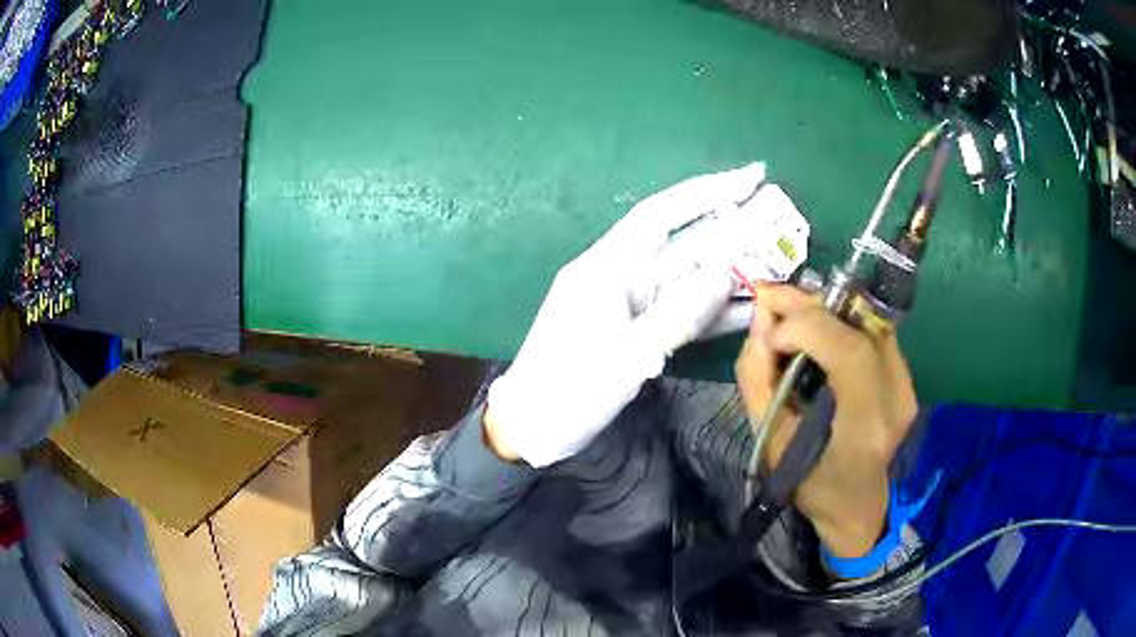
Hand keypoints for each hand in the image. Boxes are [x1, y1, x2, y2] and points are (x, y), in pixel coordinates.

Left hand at [487, 163, 770, 466]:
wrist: (533, 427)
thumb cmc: (570, 389)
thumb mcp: (627, 353)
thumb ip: (681, 312)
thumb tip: (725, 274)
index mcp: (608, 266)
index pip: (663, 213)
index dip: (708, 191)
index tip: (750, 177)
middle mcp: (622, 276)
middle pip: (684, 245)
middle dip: (731, 233)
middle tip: (781, 227)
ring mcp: (632, 305)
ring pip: (689, 280)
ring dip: (729, 274)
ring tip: (778, 267)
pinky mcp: (639, 331)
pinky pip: (682, 313)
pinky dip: (713, 311)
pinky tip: (748, 309)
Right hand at [735, 285, 917, 557]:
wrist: (857, 504)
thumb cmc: (809, 483)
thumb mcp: (769, 441)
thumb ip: (758, 377)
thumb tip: (761, 318)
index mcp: (863, 429)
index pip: (851, 353)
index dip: (808, 328)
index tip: (771, 336)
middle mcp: (896, 400)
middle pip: (860, 327)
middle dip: (809, 306)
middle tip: (769, 298)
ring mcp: (907, 386)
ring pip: (866, 320)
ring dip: (824, 309)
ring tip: (788, 314)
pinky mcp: (907, 377)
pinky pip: (871, 330)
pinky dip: (839, 320)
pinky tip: (816, 329)